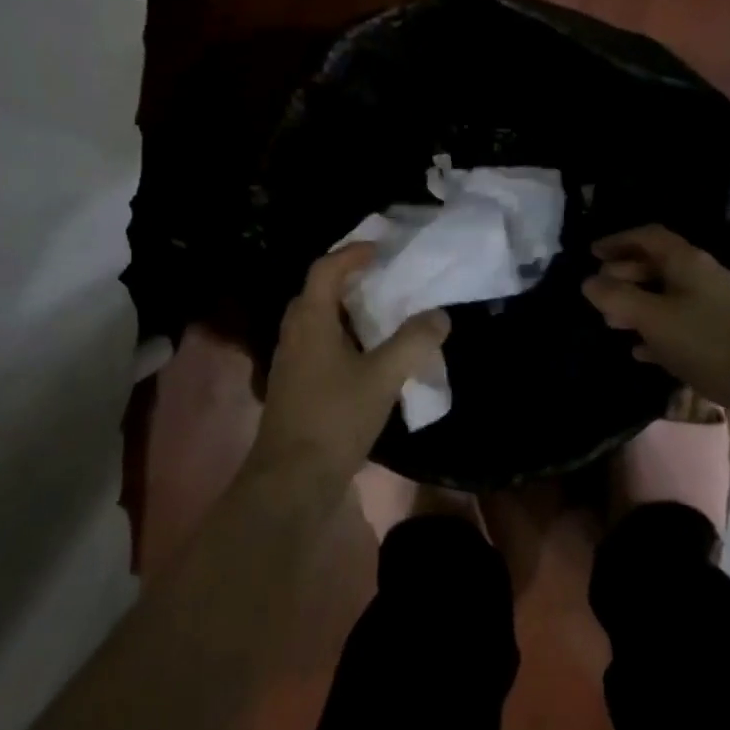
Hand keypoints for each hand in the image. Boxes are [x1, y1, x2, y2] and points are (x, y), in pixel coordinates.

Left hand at [254, 244, 449, 487]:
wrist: (292, 479)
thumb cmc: (335, 417)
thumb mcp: (383, 377)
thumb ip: (413, 342)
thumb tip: (439, 315)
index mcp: (310, 320)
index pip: (325, 269)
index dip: (352, 254)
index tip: (381, 250)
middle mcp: (294, 333)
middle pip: (317, 292)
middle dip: (347, 280)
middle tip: (381, 280)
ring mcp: (289, 361)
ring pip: (315, 321)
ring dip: (344, 311)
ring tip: (379, 315)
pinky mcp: (293, 386)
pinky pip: (316, 345)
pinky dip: (340, 338)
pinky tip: (365, 357)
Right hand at [581, 225, 729, 442]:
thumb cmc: (709, 343)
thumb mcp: (654, 318)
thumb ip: (617, 297)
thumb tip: (589, 281)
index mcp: (688, 262)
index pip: (649, 236)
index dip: (619, 240)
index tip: (592, 252)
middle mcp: (705, 277)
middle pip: (659, 265)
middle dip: (626, 275)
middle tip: (599, 291)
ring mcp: (719, 308)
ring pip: (670, 297)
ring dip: (640, 305)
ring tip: (613, 323)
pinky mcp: (727, 338)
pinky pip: (684, 326)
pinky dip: (659, 332)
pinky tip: (642, 352)